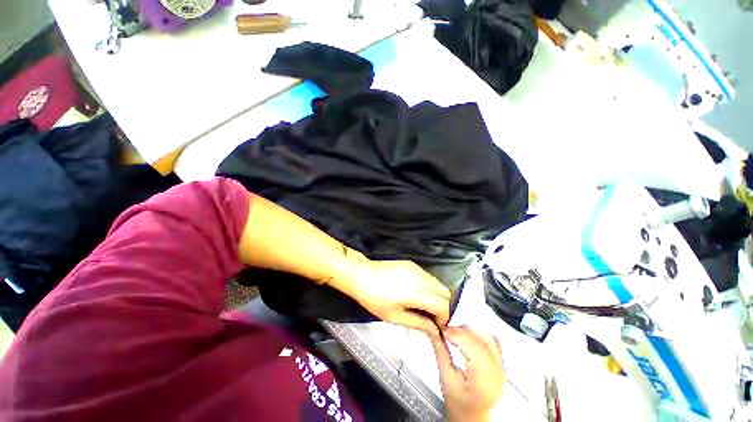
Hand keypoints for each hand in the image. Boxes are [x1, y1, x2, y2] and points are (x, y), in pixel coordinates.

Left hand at [345, 256, 450, 336]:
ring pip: (438, 283)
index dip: (445, 318)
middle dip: (444, 307)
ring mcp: (417, 269)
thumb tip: (435, 331)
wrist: (362, 275)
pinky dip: (430, 287)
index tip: (438, 326)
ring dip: (437, 296)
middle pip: (445, 292)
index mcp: (418, 292)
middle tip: (433, 318)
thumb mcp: (395, 316)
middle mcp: (421, 277)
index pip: (443, 305)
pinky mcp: (412, 264)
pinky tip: (418, 294)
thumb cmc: (375, 298)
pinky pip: (428, 276)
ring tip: (425, 307)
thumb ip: (419, 323)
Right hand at [432, 326, 504, 421]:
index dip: (455, 333)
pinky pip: (493, 343)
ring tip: (457, 335)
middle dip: (461, 331)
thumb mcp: (446, 379)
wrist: (473, 420)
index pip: (471, 344)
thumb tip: (434, 332)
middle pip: (480, 339)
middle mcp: (496, 372)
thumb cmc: (461, 408)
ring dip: (471, 332)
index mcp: (483, 378)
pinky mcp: (501, 366)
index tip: (442, 331)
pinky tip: (468, 338)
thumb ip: (440, 352)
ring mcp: (501, 369)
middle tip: (447, 332)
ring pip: (488, 337)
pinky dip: (479, 336)